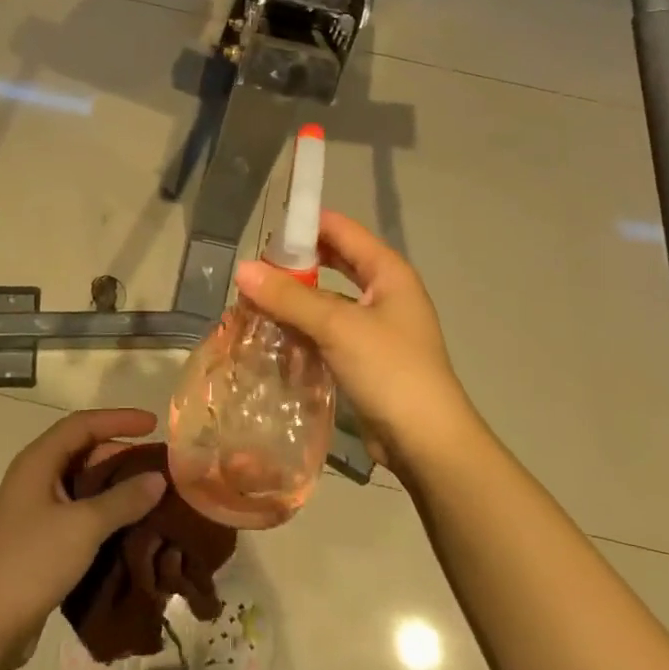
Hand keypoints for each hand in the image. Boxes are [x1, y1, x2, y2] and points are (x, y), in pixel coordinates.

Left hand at [0, 409, 166, 663]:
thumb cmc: (31, 562)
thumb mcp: (83, 526)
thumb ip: (123, 499)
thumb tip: (158, 477)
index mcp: (38, 461)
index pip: (83, 424)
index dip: (119, 419)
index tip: (154, 424)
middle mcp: (35, 478)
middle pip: (83, 451)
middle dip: (121, 454)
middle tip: (158, 465)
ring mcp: (35, 510)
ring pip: (82, 485)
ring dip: (115, 487)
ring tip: (151, 495)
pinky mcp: (39, 540)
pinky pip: (78, 513)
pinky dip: (104, 514)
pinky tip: (129, 528)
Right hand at [234, 211, 479, 471]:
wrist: (427, 445)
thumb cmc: (390, 371)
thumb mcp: (338, 327)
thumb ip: (289, 297)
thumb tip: (241, 269)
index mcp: (388, 272)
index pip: (342, 230)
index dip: (305, 224)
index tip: (263, 230)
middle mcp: (383, 292)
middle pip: (333, 264)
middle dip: (294, 265)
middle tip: (253, 270)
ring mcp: (374, 328)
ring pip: (326, 300)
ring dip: (294, 300)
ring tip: (252, 302)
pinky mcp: (363, 358)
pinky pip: (325, 331)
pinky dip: (301, 329)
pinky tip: (271, 335)